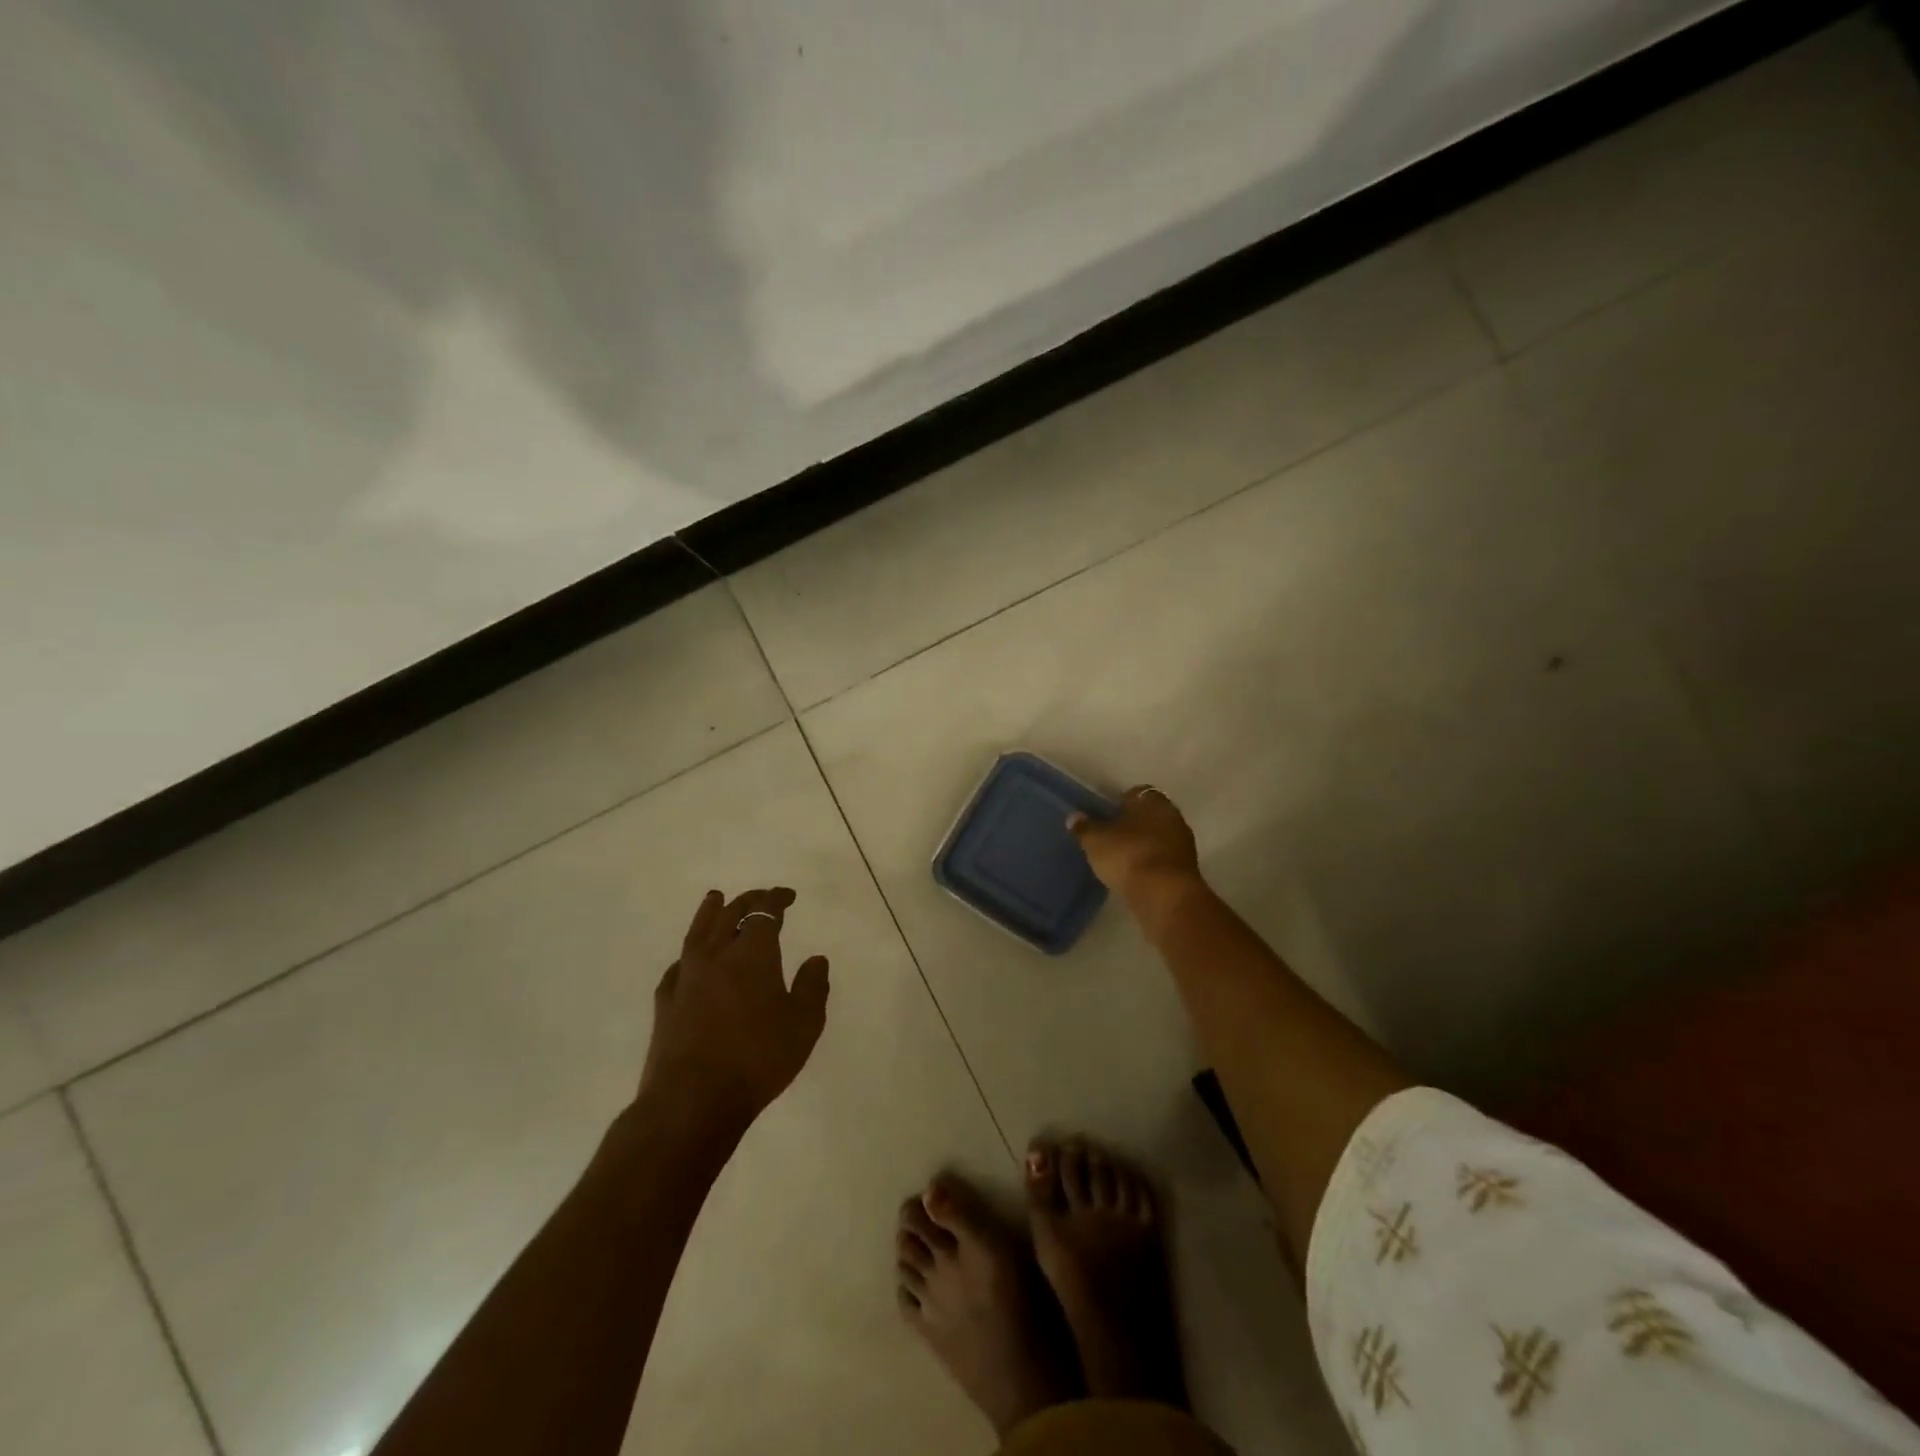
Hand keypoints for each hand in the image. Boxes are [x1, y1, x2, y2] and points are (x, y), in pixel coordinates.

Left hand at [638, 887, 830, 1136]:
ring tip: (715, 898)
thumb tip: (816, 959)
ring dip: (710, 912)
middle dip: (748, 901)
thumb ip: (812, 987)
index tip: (788, 896)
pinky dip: (689, 953)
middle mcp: (717, 955)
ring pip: (699, 932)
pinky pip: (679, 964)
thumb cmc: (758, 1058)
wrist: (692, 1100)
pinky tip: (690, 960)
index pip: (764, 912)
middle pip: (730, 914)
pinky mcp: (665, 1002)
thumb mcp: (804, 1024)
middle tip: (761, 898)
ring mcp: (686, 977)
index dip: (777, 899)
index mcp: (753, 954)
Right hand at [1069, 786, 1205, 938]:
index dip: (1119, 803)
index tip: (1105, 816)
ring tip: (1121, 858)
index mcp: (1153, 801)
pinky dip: (1151, 864)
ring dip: (1144, 845)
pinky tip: (1135, 874)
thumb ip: (1084, 828)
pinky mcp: (1186, 870)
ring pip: (1158, 837)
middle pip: (1149, 815)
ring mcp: (1183, 844)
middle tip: (1111, 837)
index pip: (1135, 793)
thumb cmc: (1129, 856)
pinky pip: (1163, 859)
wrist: (1165, 896)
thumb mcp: (1096, 841)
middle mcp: (1173, 816)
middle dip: (1133, 824)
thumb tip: (1074, 817)